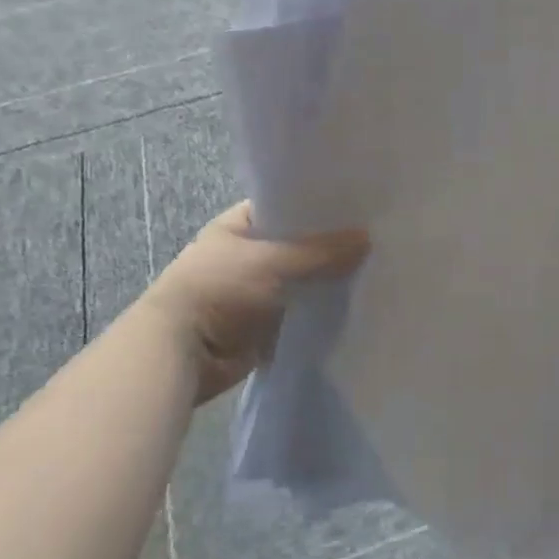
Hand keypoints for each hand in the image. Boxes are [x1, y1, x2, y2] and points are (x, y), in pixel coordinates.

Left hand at [142, 201, 368, 403]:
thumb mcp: (271, 261)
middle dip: (332, 245)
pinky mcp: (266, 324)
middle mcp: (247, 255)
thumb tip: (368, 239)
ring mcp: (256, 290)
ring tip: (377, 267)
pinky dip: (322, 309)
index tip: (359, 205)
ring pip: (303, 279)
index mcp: (238, 226)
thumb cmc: (218, 290)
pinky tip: (358, 301)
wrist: (180, 353)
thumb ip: (321, 251)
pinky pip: (301, 311)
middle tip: (378, 237)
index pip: (286, 206)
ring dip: (329, 280)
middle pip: (299, 244)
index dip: (319, 205)